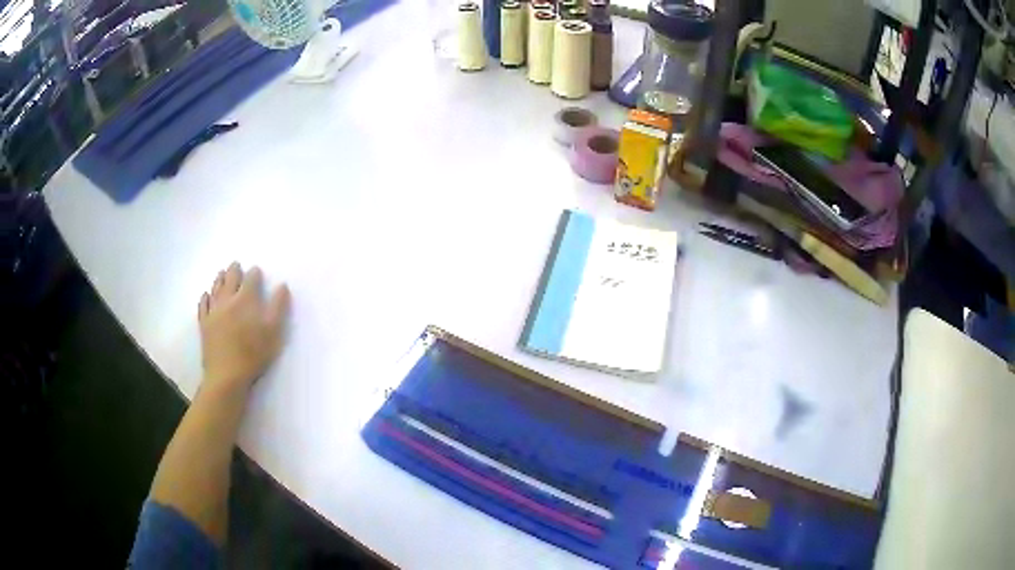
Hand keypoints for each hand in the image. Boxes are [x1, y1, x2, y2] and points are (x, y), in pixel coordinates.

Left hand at [198, 262, 290, 394]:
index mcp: (246, 299)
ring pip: (215, 289)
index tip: (257, 271)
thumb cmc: (253, 353)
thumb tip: (282, 285)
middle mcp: (227, 300)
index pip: (251, 279)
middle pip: (230, 279)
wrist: (227, 375)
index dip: (254, 274)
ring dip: (219, 279)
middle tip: (236, 265)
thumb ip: (278, 306)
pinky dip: (205, 297)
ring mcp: (213, 312)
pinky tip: (206, 295)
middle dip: (234, 270)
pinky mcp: (204, 324)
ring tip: (221, 273)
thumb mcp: (273, 331)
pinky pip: (203, 305)